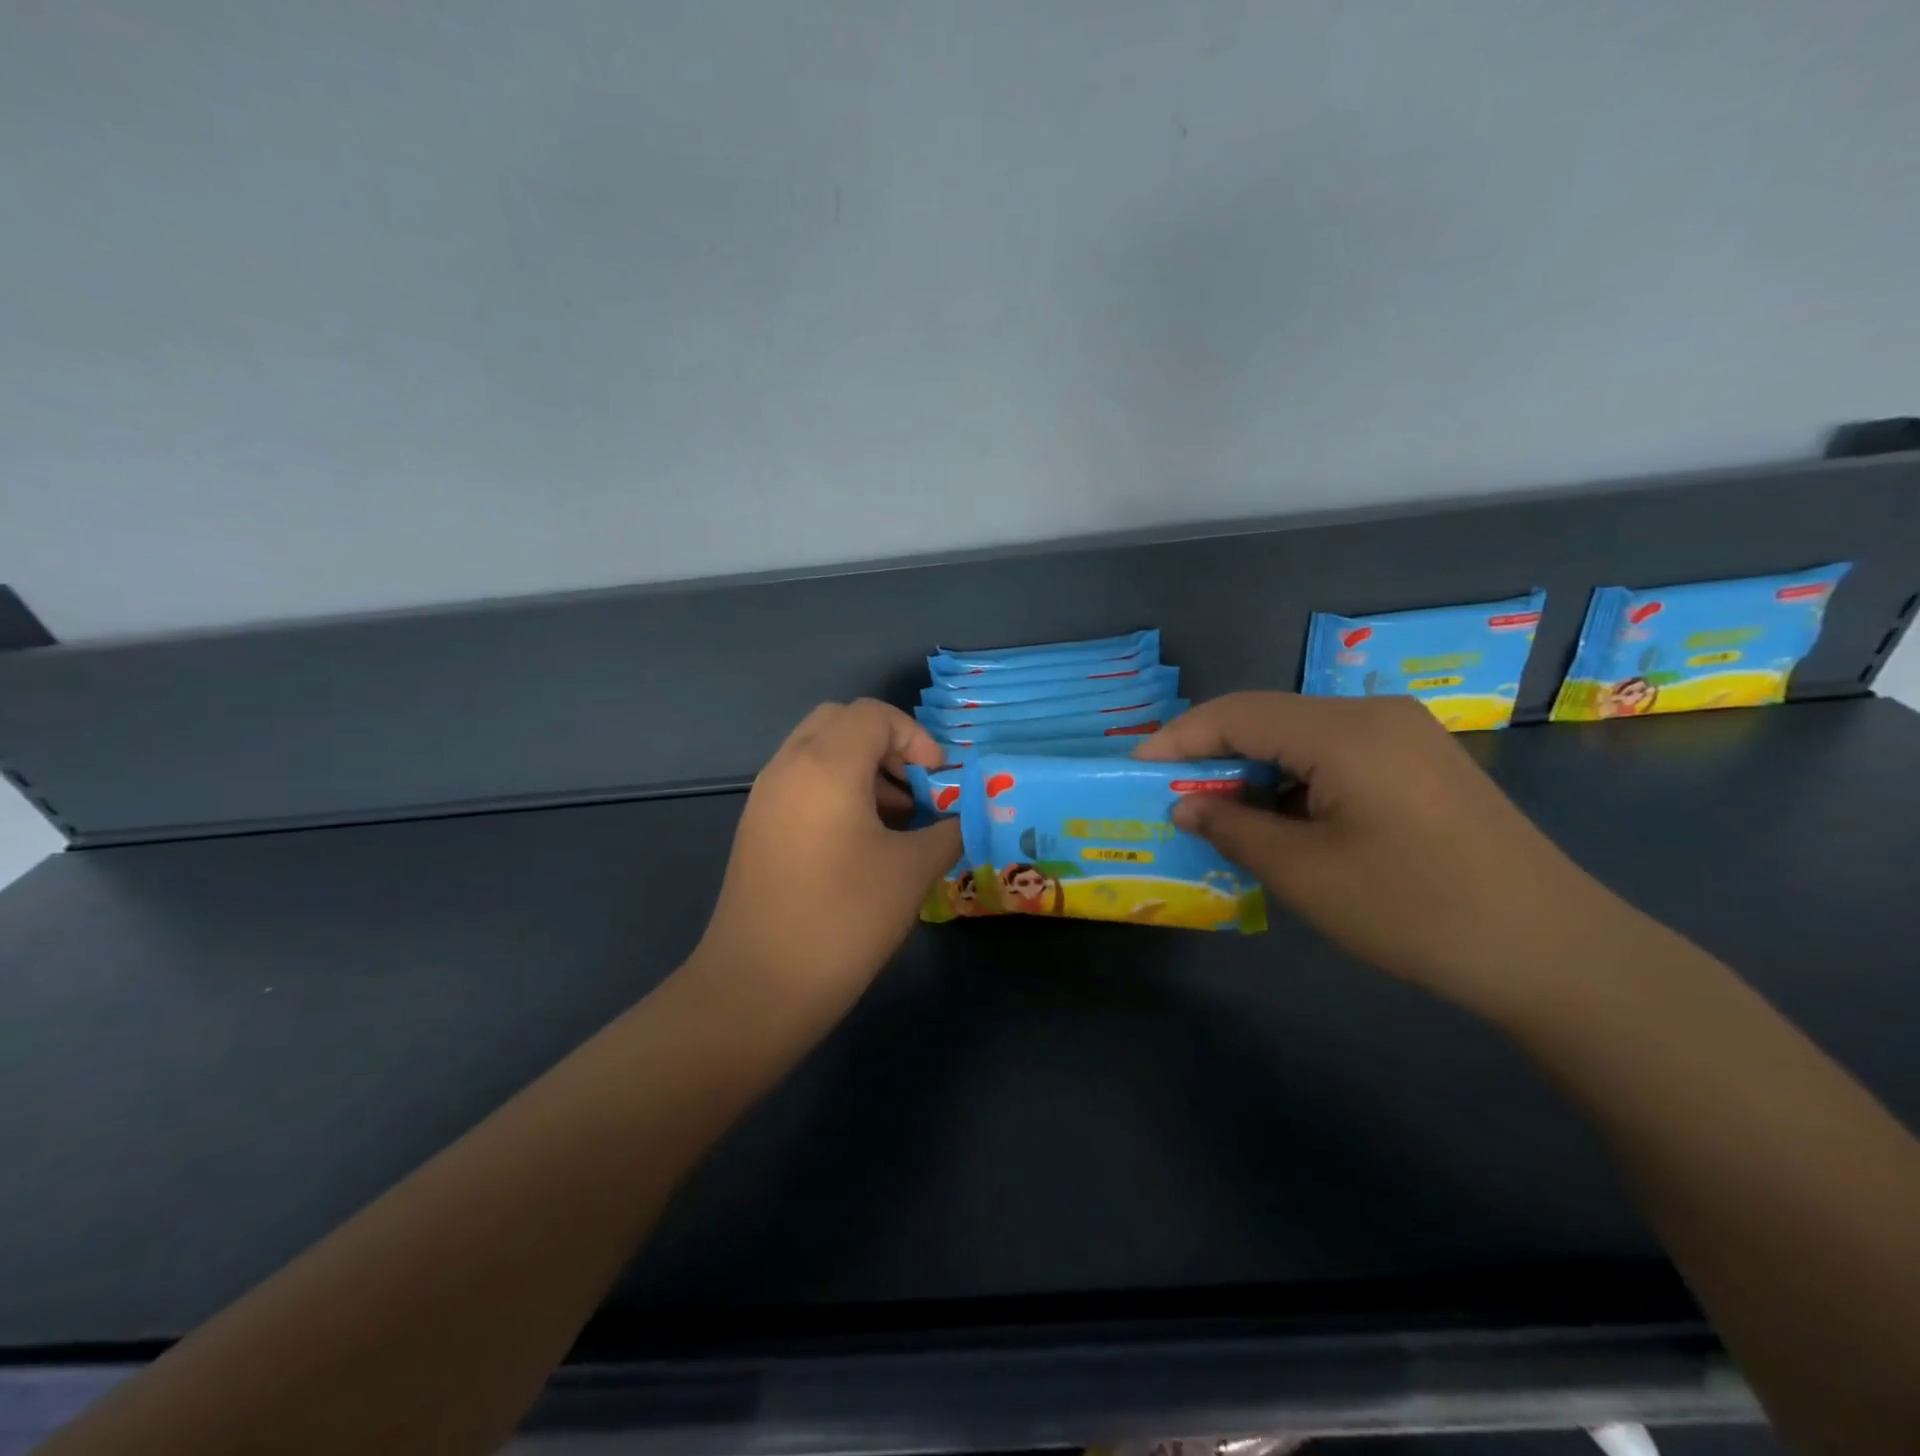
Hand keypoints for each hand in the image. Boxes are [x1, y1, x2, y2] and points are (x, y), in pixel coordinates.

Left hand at [688, 700, 961, 1022]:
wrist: (758, 986)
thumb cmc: (844, 919)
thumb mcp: (912, 871)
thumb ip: (946, 830)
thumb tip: (961, 817)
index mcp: (825, 765)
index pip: (873, 715)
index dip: (915, 738)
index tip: (938, 781)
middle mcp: (788, 766)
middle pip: (840, 721)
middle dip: (885, 744)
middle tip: (914, 788)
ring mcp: (765, 796)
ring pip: (817, 750)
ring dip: (860, 767)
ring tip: (895, 818)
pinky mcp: (756, 826)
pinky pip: (800, 781)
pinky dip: (835, 788)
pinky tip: (859, 841)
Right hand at [1136, 693, 1629, 1011]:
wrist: (1555, 952)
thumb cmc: (1415, 909)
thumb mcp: (1305, 873)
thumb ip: (1233, 828)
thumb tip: (1185, 806)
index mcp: (1344, 730)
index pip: (1237, 713)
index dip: (1179, 738)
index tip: (1136, 768)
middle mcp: (1374, 715)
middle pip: (1270, 719)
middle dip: (1214, 756)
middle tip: (1172, 796)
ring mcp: (1405, 737)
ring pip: (1302, 739)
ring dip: (1255, 772)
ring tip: (1220, 815)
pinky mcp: (1423, 764)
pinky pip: (1337, 757)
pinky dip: (1295, 783)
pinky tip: (1282, 822)